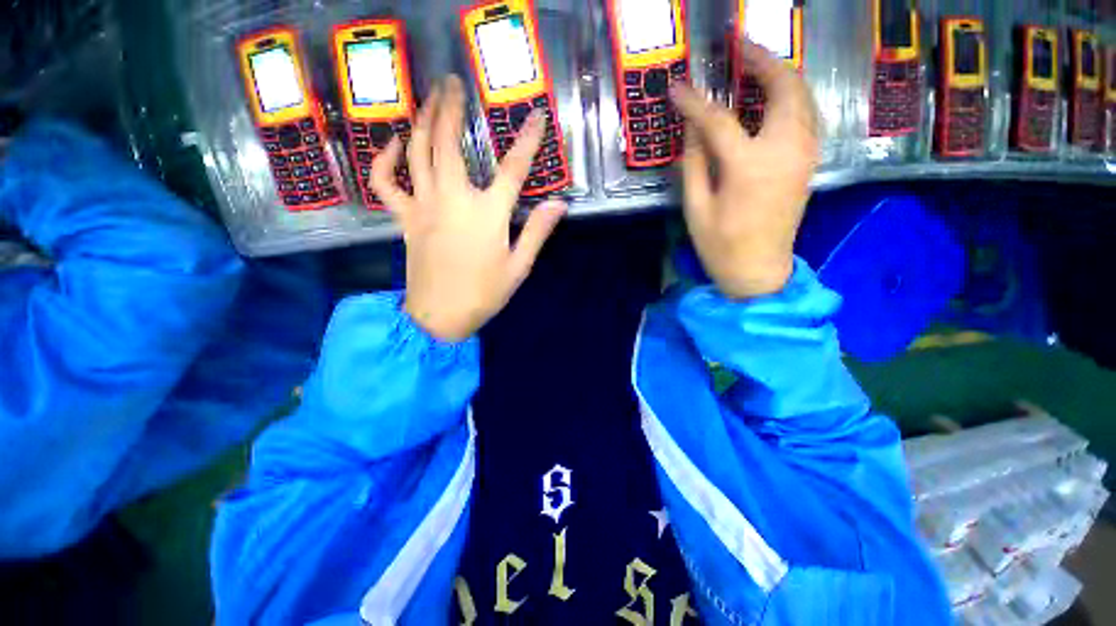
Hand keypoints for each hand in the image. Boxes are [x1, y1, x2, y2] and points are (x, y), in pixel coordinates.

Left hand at [371, 75, 565, 340]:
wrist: (440, 316)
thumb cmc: (484, 293)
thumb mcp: (518, 266)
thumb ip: (537, 232)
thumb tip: (559, 205)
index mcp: (487, 215)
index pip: (513, 169)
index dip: (527, 141)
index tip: (535, 117)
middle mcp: (453, 200)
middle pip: (448, 143)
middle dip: (451, 108)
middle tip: (453, 82)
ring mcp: (423, 206)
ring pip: (416, 152)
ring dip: (421, 120)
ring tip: (428, 98)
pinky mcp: (404, 218)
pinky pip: (385, 182)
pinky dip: (385, 158)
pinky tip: (395, 142)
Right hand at [670, 38, 818, 298]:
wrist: (760, 270)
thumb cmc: (721, 245)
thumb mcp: (697, 208)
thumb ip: (693, 163)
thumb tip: (691, 129)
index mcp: (749, 166)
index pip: (718, 120)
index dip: (695, 102)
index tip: (678, 87)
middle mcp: (784, 150)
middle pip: (784, 88)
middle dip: (763, 61)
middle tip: (740, 47)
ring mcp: (803, 154)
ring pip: (803, 97)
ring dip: (782, 74)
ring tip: (757, 64)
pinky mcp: (808, 162)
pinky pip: (807, 115)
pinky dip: (793, 96)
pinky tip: (775, 96)